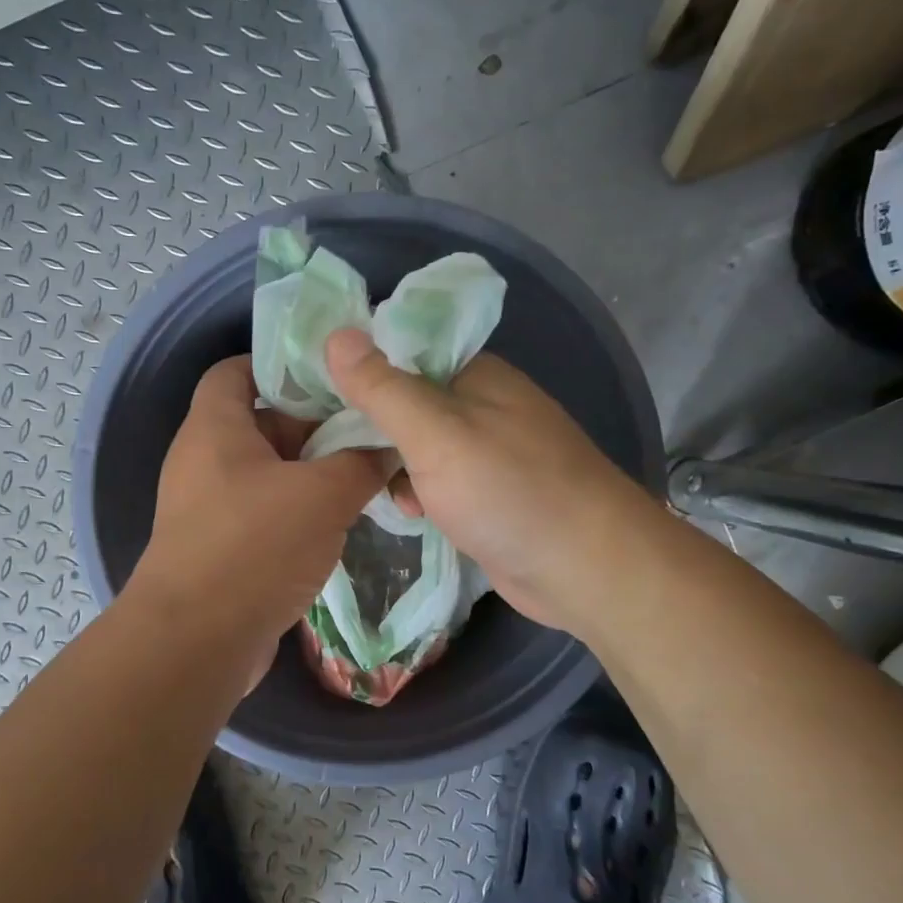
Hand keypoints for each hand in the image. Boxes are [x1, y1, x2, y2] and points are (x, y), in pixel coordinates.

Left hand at [131, 356, 386, 679]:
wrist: (195, 642)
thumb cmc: (254, 547)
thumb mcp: (322, 495)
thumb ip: (361, 463)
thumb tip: (389, 447)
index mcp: (215, 426)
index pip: (237, 369)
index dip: (281, 364)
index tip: (333, 375)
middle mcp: (204, 458)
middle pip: (262, 421)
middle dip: (315, 425)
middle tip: (367, 430)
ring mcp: (208, 505)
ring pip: (268, 471)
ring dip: (313, 473)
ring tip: (366, 475)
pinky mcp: (219, 546)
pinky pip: (263, 511)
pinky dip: (297, 510)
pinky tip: (339, 521)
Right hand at [324, 328, 630, 634]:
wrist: (588, 569)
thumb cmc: (508, 490)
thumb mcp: (435, 434)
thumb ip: (383, 388)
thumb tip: (336, 333)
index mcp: (473, 374)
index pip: (400, 354)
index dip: (357, 371)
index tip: (314, 399)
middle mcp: (481, 405)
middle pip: (406, 402)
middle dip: (371, 428)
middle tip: (332, 452)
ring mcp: (488, 451)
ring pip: (418, 446)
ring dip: (393, 466)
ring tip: (377, 489)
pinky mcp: (490, 494)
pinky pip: (438, 481)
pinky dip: (419, 493)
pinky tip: (410, 513)